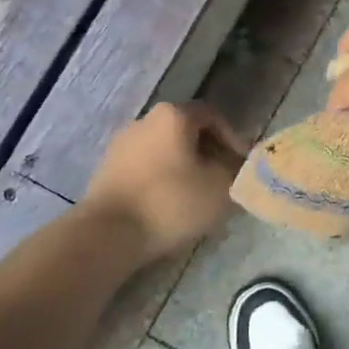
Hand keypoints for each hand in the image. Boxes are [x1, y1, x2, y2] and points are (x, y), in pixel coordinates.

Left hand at [82, 102, 243, 262]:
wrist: (108, 233)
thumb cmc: (172, 202)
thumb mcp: (221, 186)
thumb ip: (237, 170)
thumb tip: (237, 165)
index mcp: (173, 115)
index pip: (213, 116)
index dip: (233, 139)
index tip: (242, 165)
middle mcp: (145, 120)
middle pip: (187, 131)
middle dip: (209, 153)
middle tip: (223, 180)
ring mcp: (121, 144)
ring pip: (165, 150)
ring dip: (185, 167)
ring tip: (197, 195)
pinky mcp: (107, 169)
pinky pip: (146, 167)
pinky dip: (162, 179)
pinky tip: (169, 204)